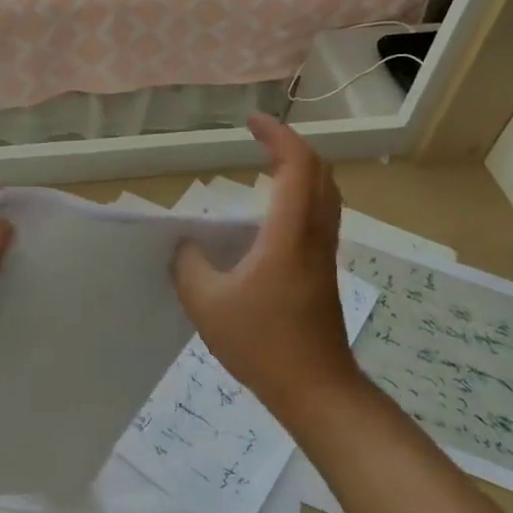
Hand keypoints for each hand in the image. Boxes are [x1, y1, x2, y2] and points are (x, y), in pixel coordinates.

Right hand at [172, 115, 359, 421]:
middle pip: (319, 172)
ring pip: (325, 193)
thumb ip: (188, 265)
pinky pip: (320, 214)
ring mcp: (324, 254)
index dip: (278, 135)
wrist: (317, 391)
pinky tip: (274, 212)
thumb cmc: (263, 344)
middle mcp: (314, 235)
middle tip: (259, 137)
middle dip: (291, 145)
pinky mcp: (323, 271)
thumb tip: (188, 247)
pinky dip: (302, 193)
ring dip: (301, 168)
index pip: (297, 165)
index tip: (251, 121)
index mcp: (290, 233)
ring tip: (268, 163)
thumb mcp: (207, 304)